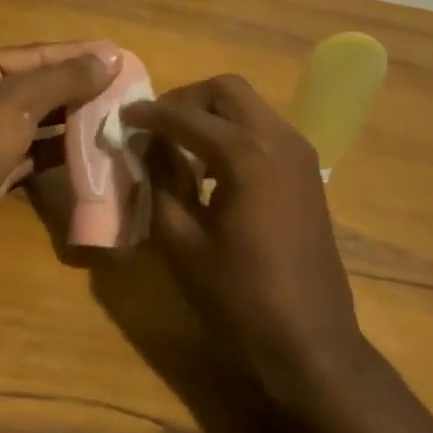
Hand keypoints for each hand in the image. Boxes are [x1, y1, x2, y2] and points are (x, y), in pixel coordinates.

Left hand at [0, 43, 118, 281]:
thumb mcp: (13, 106)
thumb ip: (63, 80)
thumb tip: (110, 57)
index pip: (36, 55)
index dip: (79, 55)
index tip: (121, 57)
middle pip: (38, 86)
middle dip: (80, 88)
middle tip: (128, 88)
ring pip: (39, 121)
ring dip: (75, 119)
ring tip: (118, 116)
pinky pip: (35, 152)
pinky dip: (62, 150)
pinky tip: (94, 149)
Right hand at [125, 76, 365, 406]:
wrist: (310, 342)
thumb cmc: (238, 298)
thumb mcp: (182, 241)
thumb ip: (161, 181)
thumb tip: (147, 145)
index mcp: (247, 155)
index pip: (187, 116)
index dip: (149, 114)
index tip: (122, 117)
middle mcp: (279, 140)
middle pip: (227, 90)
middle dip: (186, 100)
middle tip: (155, 127)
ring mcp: (300, 154)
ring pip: (249, 107)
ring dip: (211, 115)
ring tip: (178, 146)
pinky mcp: (308, 172)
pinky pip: (264, 130)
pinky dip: (234, 133)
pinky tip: (211, 168)